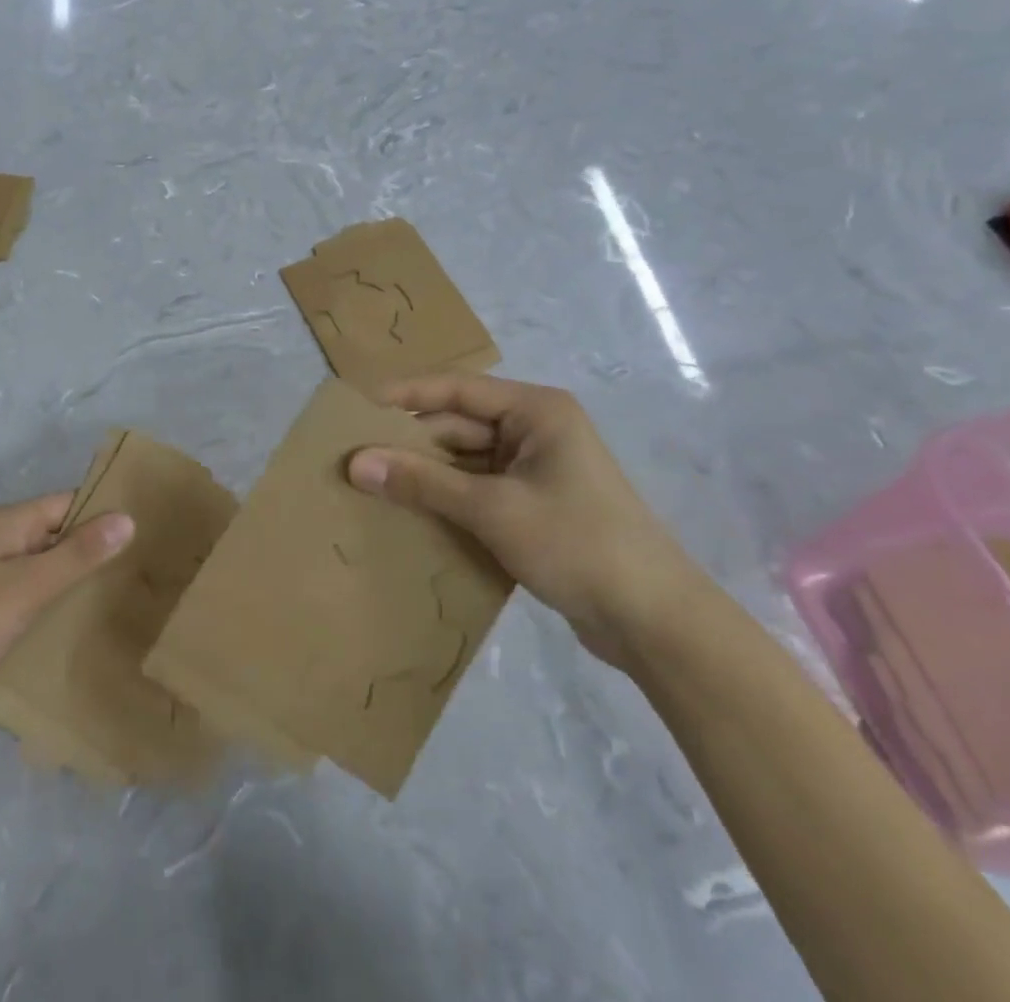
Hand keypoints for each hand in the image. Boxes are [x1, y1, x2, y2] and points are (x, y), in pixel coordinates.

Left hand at [0, 493, 134, 733]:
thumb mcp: (23, 589)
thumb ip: (76, 556)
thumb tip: (128, 517)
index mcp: (10, 525)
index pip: (72, 504)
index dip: (110, 513)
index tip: (156, 531)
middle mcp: (2, 546)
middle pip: (61, 538)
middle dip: (100, 552)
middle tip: (153, 573)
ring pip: (47, 575)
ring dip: (78, 586)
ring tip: (132, 602)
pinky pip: (29, 606)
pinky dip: (53, 614)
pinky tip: (85, 634)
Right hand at [348, 374, 703, 667]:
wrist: (654, 621)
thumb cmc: (576, 543)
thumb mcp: (492, 509)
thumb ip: (423, 482)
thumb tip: (356, 463)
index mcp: (536, 411)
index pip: (457, 388)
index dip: (405, 395)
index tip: (357, 408)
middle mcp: (536, 431)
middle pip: (459, 426)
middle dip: (412, 444)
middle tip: (355, 460)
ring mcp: (537, 470)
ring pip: (466, 462)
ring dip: (427, 477)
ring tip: (372, 489)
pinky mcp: (536, 506)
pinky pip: (480, 491)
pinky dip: (449, 501)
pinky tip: (411, 517)